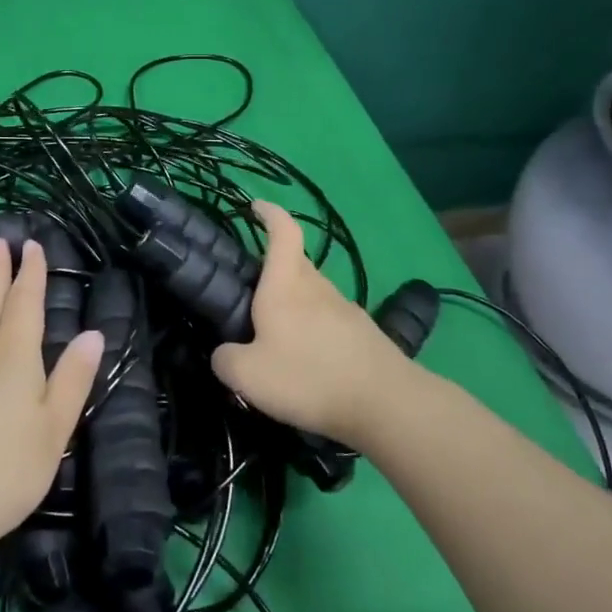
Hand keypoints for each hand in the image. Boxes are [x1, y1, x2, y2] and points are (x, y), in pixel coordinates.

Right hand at [210, 201, 412, 449]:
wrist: (387, 405)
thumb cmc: (309, 377)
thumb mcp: (248, 375)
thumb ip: (225, 360)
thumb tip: (224, 354)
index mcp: (286, 284)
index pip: (283, 231)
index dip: (270, 213)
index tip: (256, 207)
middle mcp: (317, 287)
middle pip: (294, 265)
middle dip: (273, 273)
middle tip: (250, 300)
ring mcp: (345, 309)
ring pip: (312, 296)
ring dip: (294, 308)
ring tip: (277, 342)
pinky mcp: (364, 335)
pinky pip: (330, 323)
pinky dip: (315, 334)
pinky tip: (309, 365)